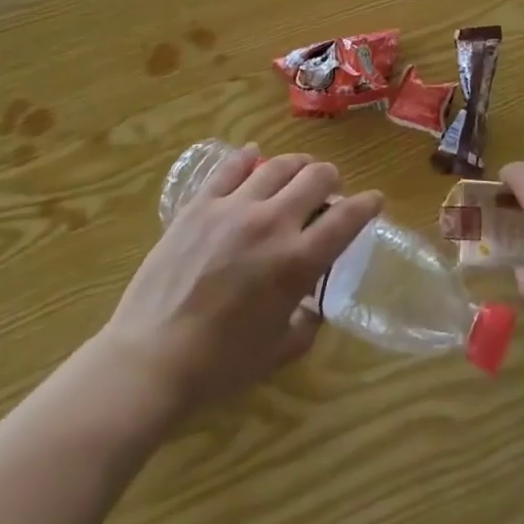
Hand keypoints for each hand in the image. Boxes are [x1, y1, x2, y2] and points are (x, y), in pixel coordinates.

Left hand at [97, 146, 381, 421]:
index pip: (347, 218)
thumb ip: (305, 324)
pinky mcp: (200, 205)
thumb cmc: (218, 367)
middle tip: (329, 191)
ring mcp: (234, 208)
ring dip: (297, 165)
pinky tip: (253, 155)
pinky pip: (230, 168)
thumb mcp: (276, 354)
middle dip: (331, 179)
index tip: (374, 200)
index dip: (367, 204)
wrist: (150, 361)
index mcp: (297, 262)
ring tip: (298, 171)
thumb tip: (313, 305)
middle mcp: (272, 223)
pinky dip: (247, 157)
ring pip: (278, 165)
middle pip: (316, 177)